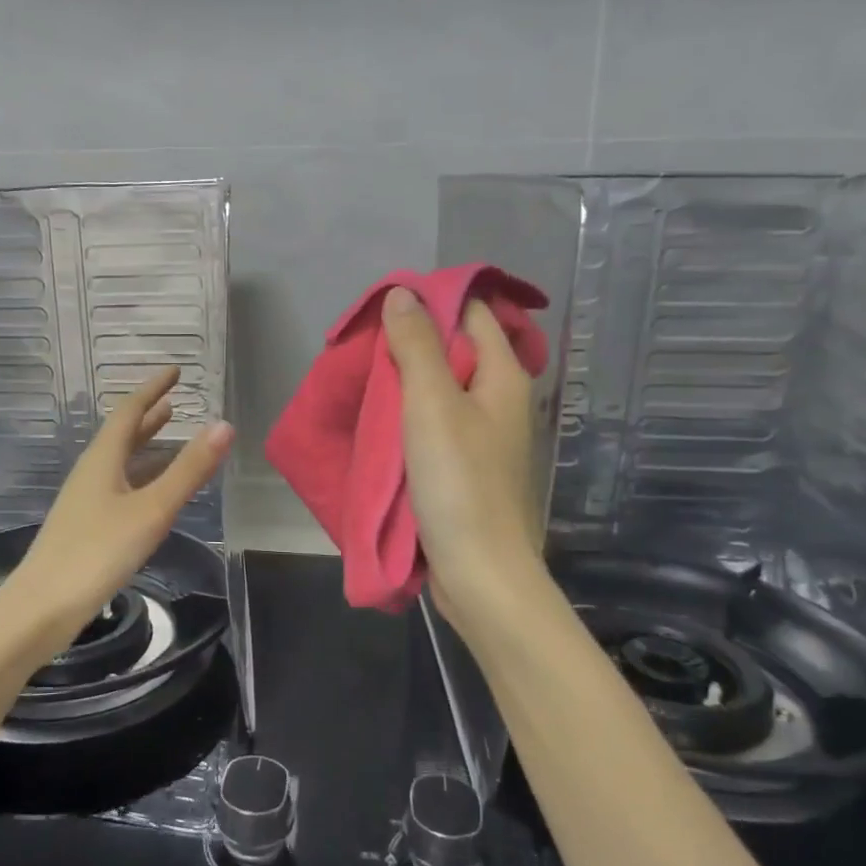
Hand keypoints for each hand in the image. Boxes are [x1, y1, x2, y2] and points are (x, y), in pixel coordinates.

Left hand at [0, 367, 234, 660]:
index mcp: (102, 459)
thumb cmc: (98, 552)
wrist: (42, 607)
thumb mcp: (152, 509)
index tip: (175, 371)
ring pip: (119, 461)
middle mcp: (91, 472)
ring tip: (168, 434)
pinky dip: (140, 475)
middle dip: (148, 415)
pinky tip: (151, 492)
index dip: (152, 389)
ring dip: (144, 444)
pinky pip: (119, 485)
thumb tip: (223, 425)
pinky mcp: (86, 526)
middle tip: (174, 400)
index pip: (129, 411)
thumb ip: (188, 470)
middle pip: (121, 434)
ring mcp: (85, 500)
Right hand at [382, 286, 547, 633]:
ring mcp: (483, 435)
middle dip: (410, 340)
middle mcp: (499, 399)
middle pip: (455, 349)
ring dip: (405, 379)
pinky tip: (378, 417)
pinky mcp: (465, 465)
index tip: (384, 306)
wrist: (479, 572)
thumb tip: (402, 293)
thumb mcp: (431, 405)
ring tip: (362, 376)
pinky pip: (434, 422)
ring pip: (441, 388)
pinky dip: (408, 414)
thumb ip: (417, 346)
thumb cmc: (459, 483)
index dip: (431, 301)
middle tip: (363, 342)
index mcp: (504, 376)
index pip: (472, 312)